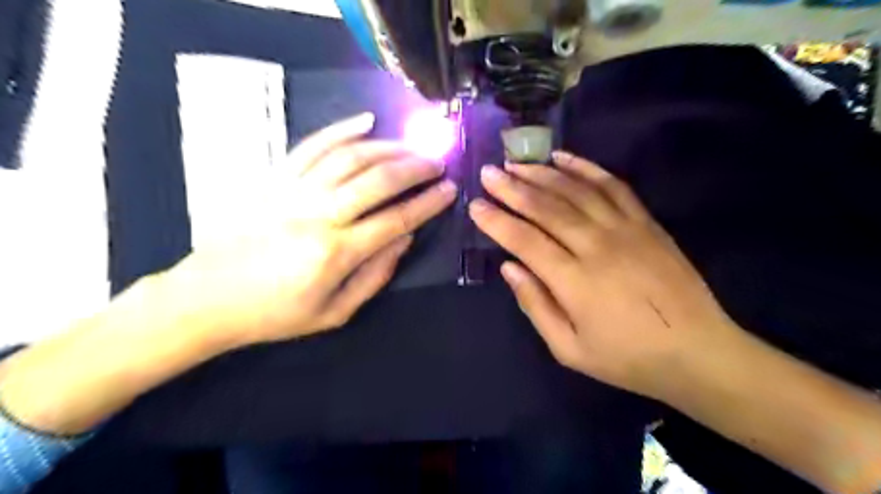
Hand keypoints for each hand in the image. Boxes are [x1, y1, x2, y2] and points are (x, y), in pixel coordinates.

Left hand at [160, 115, 457, 346]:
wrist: (207, 298)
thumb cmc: (275, 314)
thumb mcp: (334, 312)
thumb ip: (375, 275)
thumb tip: (404, 238)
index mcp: (335, 253)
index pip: (396, 219)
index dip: (428, 203)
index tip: (449, 190)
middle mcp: (317, 214)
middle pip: (378, 179)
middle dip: (415, 167)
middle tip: (437, 163)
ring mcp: (293, 191)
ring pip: (350, 157)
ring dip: (388, 147)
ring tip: (412, 147)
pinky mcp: (274, 179)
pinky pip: (312, 145)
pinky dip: (341, 129)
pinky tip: (366, 121)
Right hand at [472, 150, 733, 401]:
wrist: (698, 352)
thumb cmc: (627, 358)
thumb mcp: (569, 349)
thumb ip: (535, 305)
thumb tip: (509, 267)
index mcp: (574, 281)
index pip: (524, 240)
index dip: (496, 221)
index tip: (475, 205)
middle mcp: (596, 246)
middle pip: (546, 207)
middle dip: (512, 188)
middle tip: (489, 173)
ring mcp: (624, 229)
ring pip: (575, 191)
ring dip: (542, 173)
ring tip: (516, 163)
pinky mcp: (646, 222)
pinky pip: (612, 186)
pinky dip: (586, 168)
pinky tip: (564, 157)